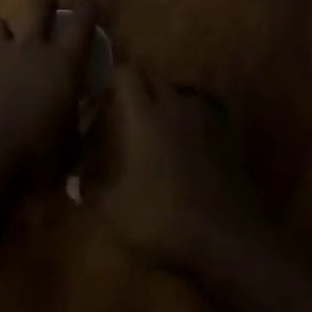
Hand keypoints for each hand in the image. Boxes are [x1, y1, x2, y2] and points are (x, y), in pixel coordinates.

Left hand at [0, 0, 98, 183]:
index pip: (83, 22)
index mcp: (63, 63)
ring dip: (3, 33)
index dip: (89, 7)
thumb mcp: (74, 146)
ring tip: (4, 47)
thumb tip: (96, 105)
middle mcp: (30, 49)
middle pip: (39, 7)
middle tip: (48, 5)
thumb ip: (85, 121)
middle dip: (45, 2)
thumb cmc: (38, 157)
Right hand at [88, 69, 260, 271]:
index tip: (104, 98)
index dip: (113, 81)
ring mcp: (209, 116)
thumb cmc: (164, 219)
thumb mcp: (114, 211)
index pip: (125, 74)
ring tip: (163, 131)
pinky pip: (210, 113)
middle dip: (141, 93)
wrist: (228, 237)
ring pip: (184, 94)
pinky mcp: (233, 133)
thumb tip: (78, 178)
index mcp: (145, 115)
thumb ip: (92, 188)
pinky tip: (194, 143)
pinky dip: (198, 121)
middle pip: (155, 81)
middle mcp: (177, 104)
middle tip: (129, 119)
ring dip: (171, 105)